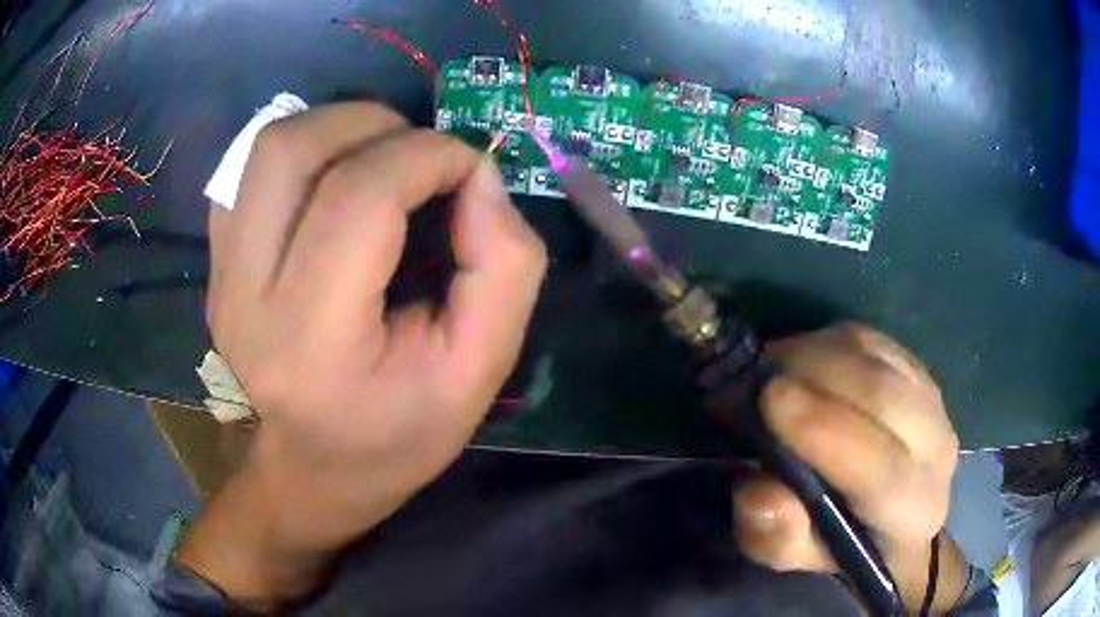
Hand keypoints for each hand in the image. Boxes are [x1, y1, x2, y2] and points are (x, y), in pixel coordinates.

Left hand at [180, 102, 545, 606]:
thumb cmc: (399, 435)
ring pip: (266, 147)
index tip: (471, 169)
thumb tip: (478, 173)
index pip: (359, 197)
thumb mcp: (480, 370)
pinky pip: (248, 170)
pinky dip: (302, 152)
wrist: (313, 471)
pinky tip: (333, 182)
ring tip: (381, 157)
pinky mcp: (216, 265)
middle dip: (376, 125)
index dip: (429, 156)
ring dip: (336, 127)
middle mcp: (246, 300)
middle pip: (293, 151)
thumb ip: (504, 266)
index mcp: (313, 343)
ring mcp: (221, 278)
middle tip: (421, 157)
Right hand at [732, 324, 964, 612]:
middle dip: (816, 376)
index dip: (826, 430)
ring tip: (774, 368)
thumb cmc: (835, 540)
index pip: (882, 470)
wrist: (886, 514)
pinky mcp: (919, 369)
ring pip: (877, 360)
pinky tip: (803, 359)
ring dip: (818, 354)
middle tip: (759, 377)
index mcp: (911, 512)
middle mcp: (936, 451)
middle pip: (884, 397)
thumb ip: (775, 535)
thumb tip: (761, 490)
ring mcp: (934, 402)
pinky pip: (874, 342)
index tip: (770, 399)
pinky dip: (831, 342)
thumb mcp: (791, 553)